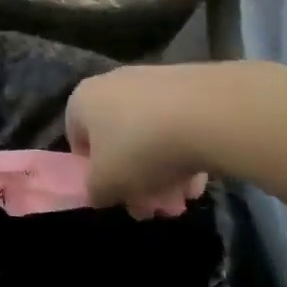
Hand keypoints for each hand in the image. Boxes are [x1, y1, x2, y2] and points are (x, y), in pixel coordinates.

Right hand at [66, 65, 213, 218]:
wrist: (210, 114)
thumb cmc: (141, 148)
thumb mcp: (107, 185)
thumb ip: (96, 192)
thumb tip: (100, 192)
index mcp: (82, 100)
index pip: (77, 139)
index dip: (93, 172)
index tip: (116, 194)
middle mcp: (111, 83)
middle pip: (117, 139)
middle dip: (135, 177)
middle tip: (154, 205)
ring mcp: (152, 80)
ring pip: (150, 134)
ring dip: (162, 170)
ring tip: (184, 197)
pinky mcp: (189, 83)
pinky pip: (178, 123)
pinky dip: (185, 150)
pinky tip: (202, 178)